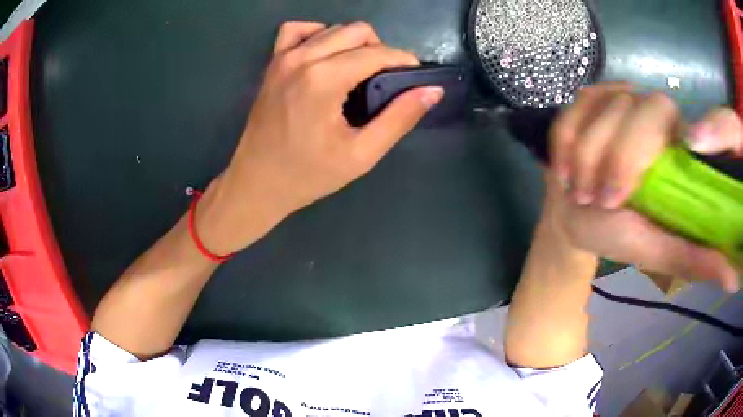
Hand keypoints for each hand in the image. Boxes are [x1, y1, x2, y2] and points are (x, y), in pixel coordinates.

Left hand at [196, 21, 443, 254]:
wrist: (257, 183)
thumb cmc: (307, 175)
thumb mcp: (361, 154)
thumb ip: (399, 118)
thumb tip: (432, 91)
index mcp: (323, 79)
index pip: (377, 53)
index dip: (404, 61)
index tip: (415, 76)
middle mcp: (302, 58)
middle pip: (358, 31)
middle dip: (381, 51)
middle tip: (385, 81)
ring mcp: (283, 57)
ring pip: (332, 28)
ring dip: (353, 44)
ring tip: (357, 73)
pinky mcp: (272, 63)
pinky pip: (298, 30)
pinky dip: (318, 35)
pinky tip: (325, 55)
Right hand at [546, 83, 742, 291]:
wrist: (576, 217)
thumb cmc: (619, 234)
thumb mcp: (661, 250)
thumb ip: (696, 258)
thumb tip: (734, 280)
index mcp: (675, 140)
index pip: (664, 115)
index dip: (640, 148)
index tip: (619, 196)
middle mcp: (649, 109)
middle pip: (632, 105)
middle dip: (612, 157)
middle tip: (599, 200)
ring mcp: (616, 98)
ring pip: (598, 107)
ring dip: (584, 156)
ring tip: (580, 192)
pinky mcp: (587, 99)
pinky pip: (572, 108)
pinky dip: (563, 143)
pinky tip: (564, 171)